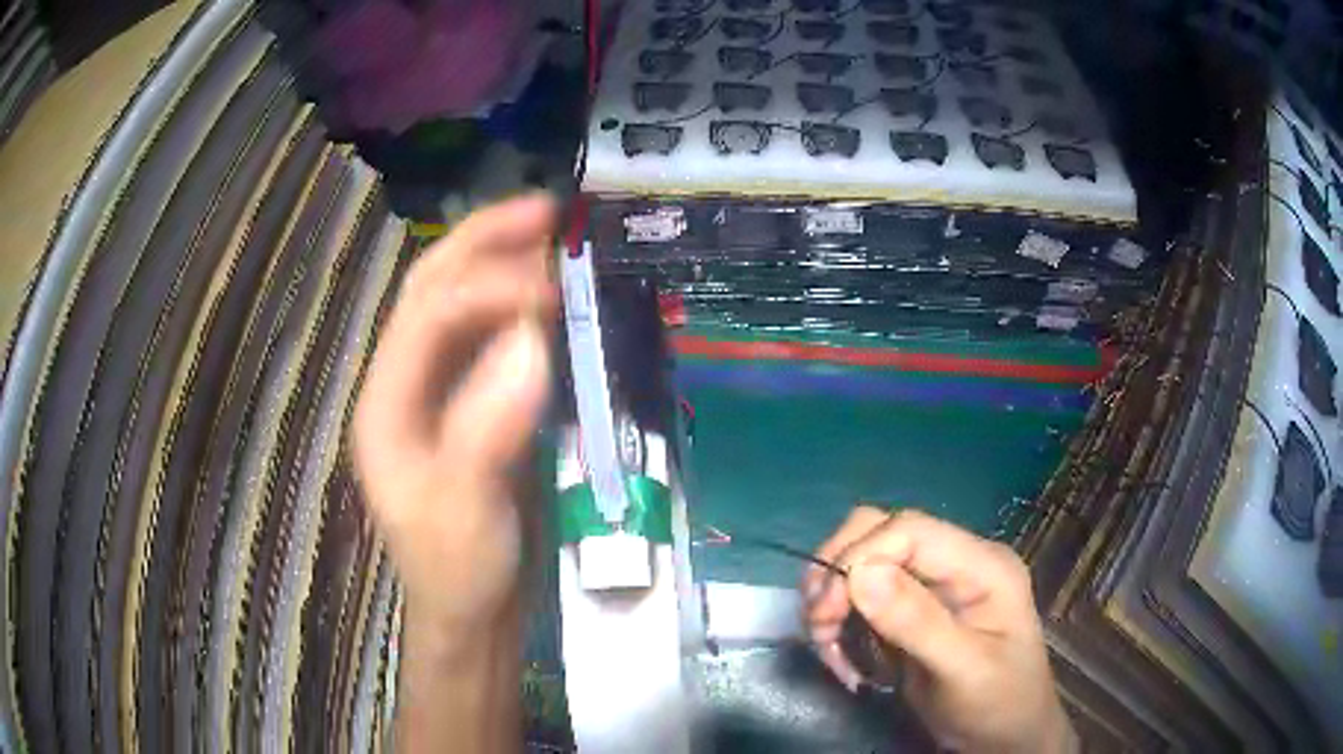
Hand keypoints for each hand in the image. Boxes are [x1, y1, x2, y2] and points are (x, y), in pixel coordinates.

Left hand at [353, 193, 557, 645]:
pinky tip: (553, 294)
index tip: (555, 290)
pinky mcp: (470, 404)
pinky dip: (520, 305)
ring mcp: (435, 392)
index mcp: (386, 404)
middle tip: (546, 210)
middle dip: (483, 240)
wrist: (473, 612)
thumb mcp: (466, 511)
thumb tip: (533, 340)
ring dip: (501, 261)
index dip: (488, 289)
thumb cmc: (459, 571)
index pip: (428, 317)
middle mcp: (403, 384)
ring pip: (460, 304)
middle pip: (431, 288)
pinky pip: (489, 337)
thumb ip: (488, 429)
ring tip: (552, 234)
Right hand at [804, 507, 1074, 753]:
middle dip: (837, 574)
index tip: (826, 611)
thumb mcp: (964, 670)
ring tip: (828, 648)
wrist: (1005, 737)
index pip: (909, 530)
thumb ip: (918, 622)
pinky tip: (841, 656)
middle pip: (879, 533)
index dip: (859, 556)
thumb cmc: (998, 703)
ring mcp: (932, 585)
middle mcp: (955, 562)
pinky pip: (860, 597)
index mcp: (982, 565)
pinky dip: (838, 623)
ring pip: (862, 561)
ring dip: (832, 601)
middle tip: (818, 626)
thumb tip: (859, 572)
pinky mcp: (910, 610)